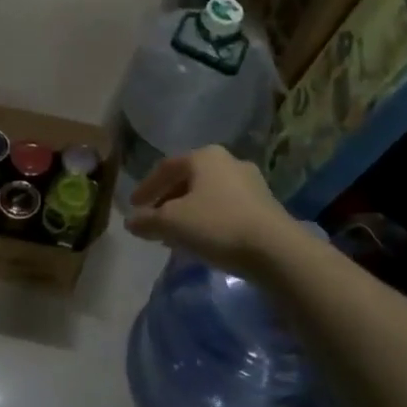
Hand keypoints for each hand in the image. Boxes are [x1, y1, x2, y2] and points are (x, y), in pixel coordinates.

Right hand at [125, 146, 295, 276]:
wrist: (276, 250)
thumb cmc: (217, 225)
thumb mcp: (172, 223)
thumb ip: (147, 220)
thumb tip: (131, 221)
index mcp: (205, 156)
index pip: (166, 167)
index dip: (146, 187)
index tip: (133, 206)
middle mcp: (229, 162)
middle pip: (189, 179)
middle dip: (168, 200)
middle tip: (153, 220)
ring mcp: (251, 183)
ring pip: (208, 194)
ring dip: (188, 212)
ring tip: (175, 233)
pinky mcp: (265, 206)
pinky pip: (226, 208)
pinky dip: (208, 219)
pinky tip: (202, 239)